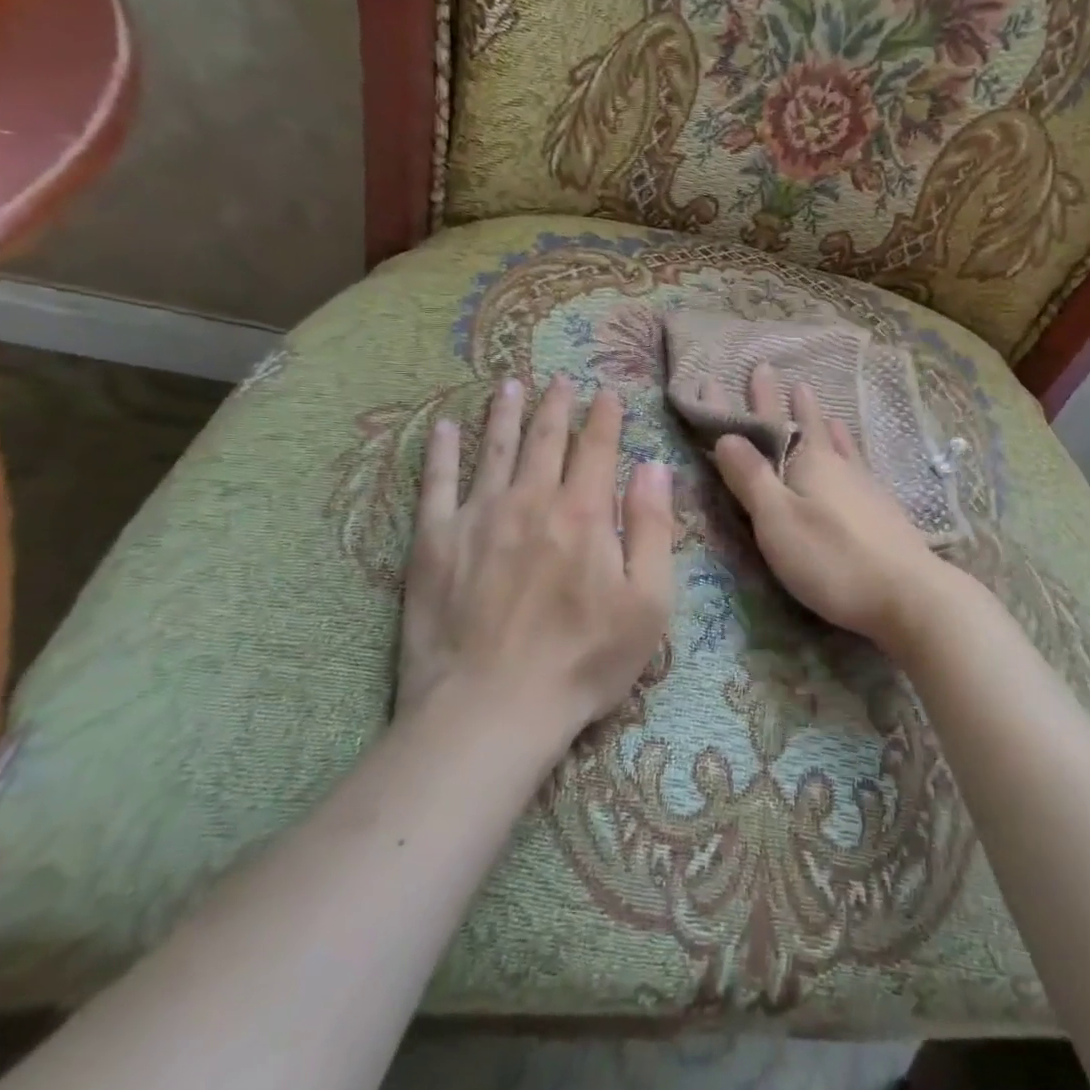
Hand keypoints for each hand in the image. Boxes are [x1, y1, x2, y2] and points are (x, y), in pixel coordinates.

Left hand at [398, 374, 673, 735]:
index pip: (598, 448)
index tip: (607, 391)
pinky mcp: (435, 542)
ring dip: (505, 413)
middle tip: (560, 378)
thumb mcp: (647, 603)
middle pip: (546, 439)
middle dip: (556, 405)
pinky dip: (440, 451)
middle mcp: (531, 500)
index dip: (605, 416)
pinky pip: (436, 483)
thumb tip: (654, 468)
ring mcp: (478, 517)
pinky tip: (442, 427)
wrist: (491, 710)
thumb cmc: (583, 662)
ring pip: (494, 449)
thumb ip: (654, 529)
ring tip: (510, 385)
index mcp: (584, 513)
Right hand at [706, 362, 957, 649]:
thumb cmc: (833, 559)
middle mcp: (836, 465)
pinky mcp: (882, 509)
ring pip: (837, 443)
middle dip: (788, 402)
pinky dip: (849, 450)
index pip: (767, 423)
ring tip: (819, 403)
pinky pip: (857, 464)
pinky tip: (857, 458)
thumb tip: (726, 435)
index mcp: (807, 463)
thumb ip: (751, 478)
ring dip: (821, 422)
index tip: (729, 374)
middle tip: (779, 374)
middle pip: (806, 426)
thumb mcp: (778, 520)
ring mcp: (864, 485)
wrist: (910, 595)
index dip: (747, 401)